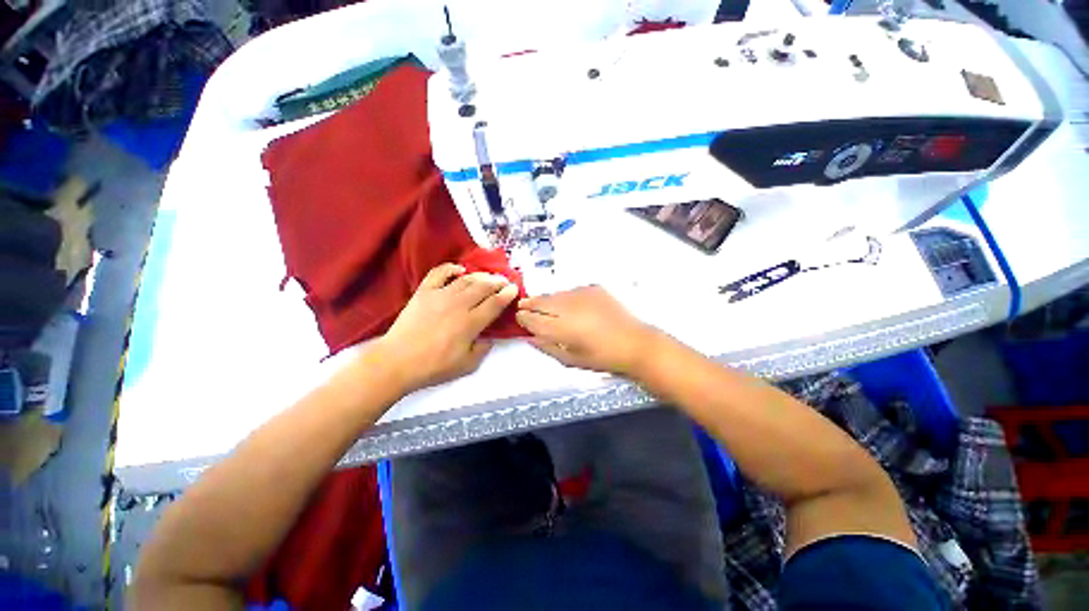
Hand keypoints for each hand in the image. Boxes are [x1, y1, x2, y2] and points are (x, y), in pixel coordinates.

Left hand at [375, 263, 518, 393]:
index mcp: (471, 323)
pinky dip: (451, 268)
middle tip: (504, 281)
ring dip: (481, 276)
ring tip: (488, 277)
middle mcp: (459, 305)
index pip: (495, 303)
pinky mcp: (424, 292)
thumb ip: (483, 349)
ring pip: (466, 279)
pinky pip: (439, 273)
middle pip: (484, 287)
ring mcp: (440, 296)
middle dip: (498, 282)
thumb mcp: (467, 365)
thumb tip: (489, 337)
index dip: (507, 294)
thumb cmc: (434, 366)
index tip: (514, 289)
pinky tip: (459, 269)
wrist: (397, 362)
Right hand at [515, 286, 658, 375]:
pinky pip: (571, 290)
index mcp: (562, 329)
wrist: (634, 343)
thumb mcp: (571, 360)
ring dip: (546, 299)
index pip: (533, 320)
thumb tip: (530, 338)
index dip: (523, 318)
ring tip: (541, 303)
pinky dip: (565, 296)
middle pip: (541, 302)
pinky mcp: (594, 288)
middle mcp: (569, 308)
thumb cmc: (602, 358)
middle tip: (522, 305)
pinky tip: (567, 303)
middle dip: (529, 303)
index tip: (519, 317)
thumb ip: (548, 348)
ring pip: (555, 294)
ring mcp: (582, 295)